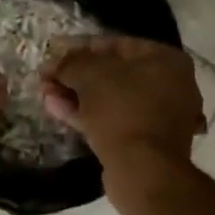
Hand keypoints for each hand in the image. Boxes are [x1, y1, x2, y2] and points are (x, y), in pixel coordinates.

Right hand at [40, 35, 204, 173]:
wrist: (142, 169)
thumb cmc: (122, 110)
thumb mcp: (91, 75)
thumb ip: (71, 63)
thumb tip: (54, 63)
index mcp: (167, 61)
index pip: (118, 44)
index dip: (81, 46)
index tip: (54, 50)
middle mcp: (169, 85)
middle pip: (113, 73)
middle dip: (76, 74)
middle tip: (47, 76)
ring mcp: (159, 117)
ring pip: (110, 99)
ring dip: (76, 95)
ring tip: (44, 92)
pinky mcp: (145, 142)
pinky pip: (112, 120)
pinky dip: (86, 114)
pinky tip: (56, 109)